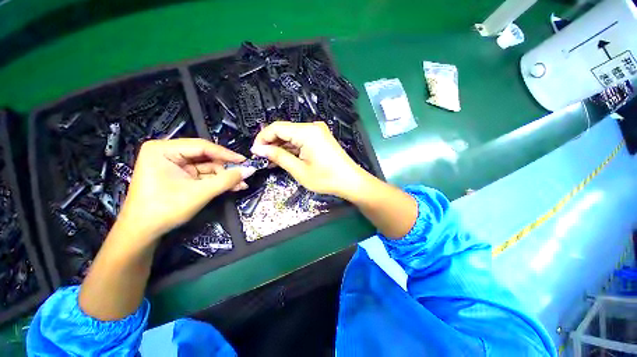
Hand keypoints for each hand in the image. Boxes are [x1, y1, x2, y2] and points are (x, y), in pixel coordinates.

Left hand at [117, 138, 254, 240]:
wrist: (143, 232)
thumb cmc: (165, 209)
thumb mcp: (199, 193)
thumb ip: (227, 180)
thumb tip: (250, 170)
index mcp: (163, 149)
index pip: (202, 146)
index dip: (226, 154)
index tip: (245, 161)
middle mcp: (167, 152)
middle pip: (205, 156)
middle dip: (226, 168)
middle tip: (244, 175)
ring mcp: (174, 164)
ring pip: (207, 166)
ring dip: (224, 176)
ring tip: (241, 185)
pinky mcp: (180, 175)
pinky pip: (203, 174)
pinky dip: (217, 181)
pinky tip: (232, 186)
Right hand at [251, 121, 368, 199]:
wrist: (351, 181)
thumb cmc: (326, 178)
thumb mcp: (299, 170)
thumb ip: (278, 157)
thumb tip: (259, 149)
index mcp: (306, 132)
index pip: (276, 127)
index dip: (262, 138)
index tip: (255, 152)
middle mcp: (312, 127)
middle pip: (284, 130)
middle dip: (271, 144)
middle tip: (263, 159)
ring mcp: (317, 132)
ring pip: (292, 136)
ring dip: (281, 147)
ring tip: (272, 162)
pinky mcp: (320, 138)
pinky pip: (301, 140)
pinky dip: (292, 148)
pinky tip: (285, 158)